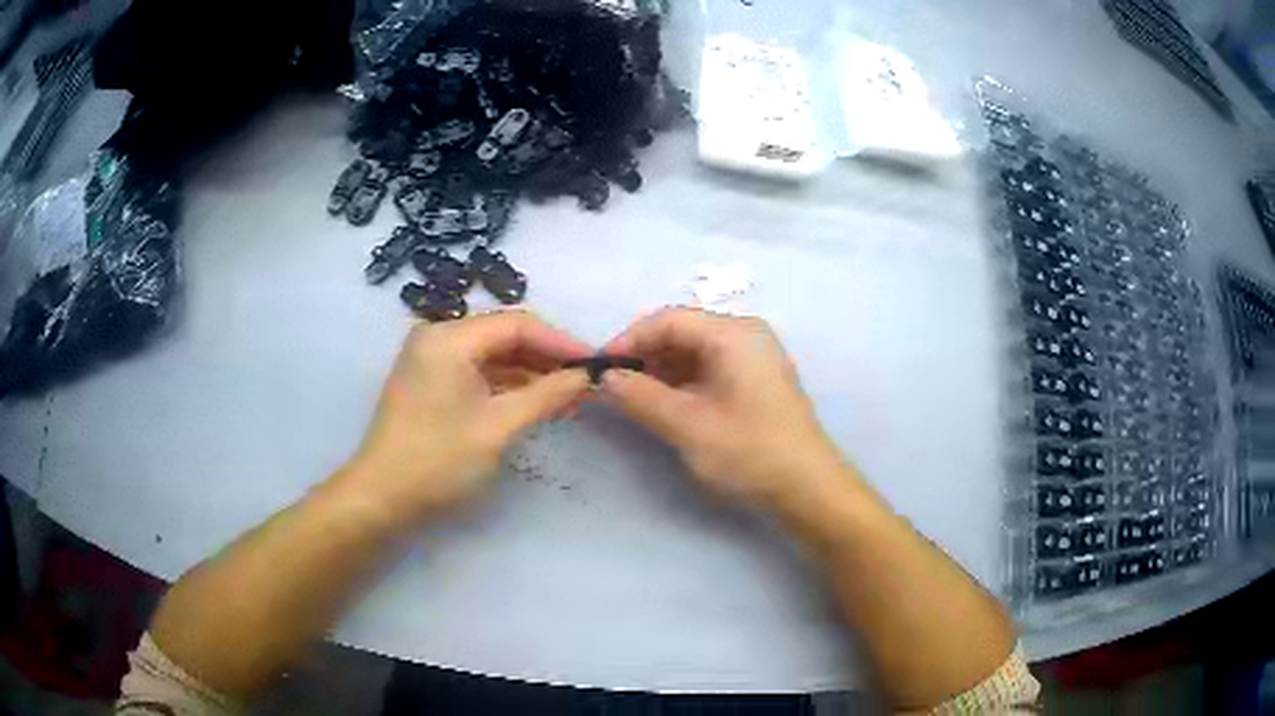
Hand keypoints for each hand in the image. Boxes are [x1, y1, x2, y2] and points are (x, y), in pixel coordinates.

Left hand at [333, 312, 592, 525]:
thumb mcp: (498, 426)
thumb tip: (586, 376)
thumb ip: (546, 395)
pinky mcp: (432, 383)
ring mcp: (432, 360)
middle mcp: (438, 338)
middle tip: (587, 383)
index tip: (596, 363)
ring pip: (493, 356)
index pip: (517, 324)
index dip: (560, 342)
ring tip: (570, 397)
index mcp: (449, 337)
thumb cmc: (438, 460)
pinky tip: (537, 403)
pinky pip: (478, 373)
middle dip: (547, 359)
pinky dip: (508, 387)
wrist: (382, 498)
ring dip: (530, 374)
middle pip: (505, 336)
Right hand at [600, 308, 846, 509]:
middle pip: (681, 332)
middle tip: (613, 386)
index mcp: (733, 333)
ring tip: (633, 399)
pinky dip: (682, 383)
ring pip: (694, 353)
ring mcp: (753, 357)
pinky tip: (664, 405)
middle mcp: (745, 335)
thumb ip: (640, 397)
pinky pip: (710, 369)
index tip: (600, 368)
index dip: (629, 340)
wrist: (807, 487)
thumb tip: (605, 378)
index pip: (667, 320)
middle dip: (645, 357)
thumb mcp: (686, 425)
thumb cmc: (749, 451)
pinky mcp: (755, 381)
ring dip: (661, 372)